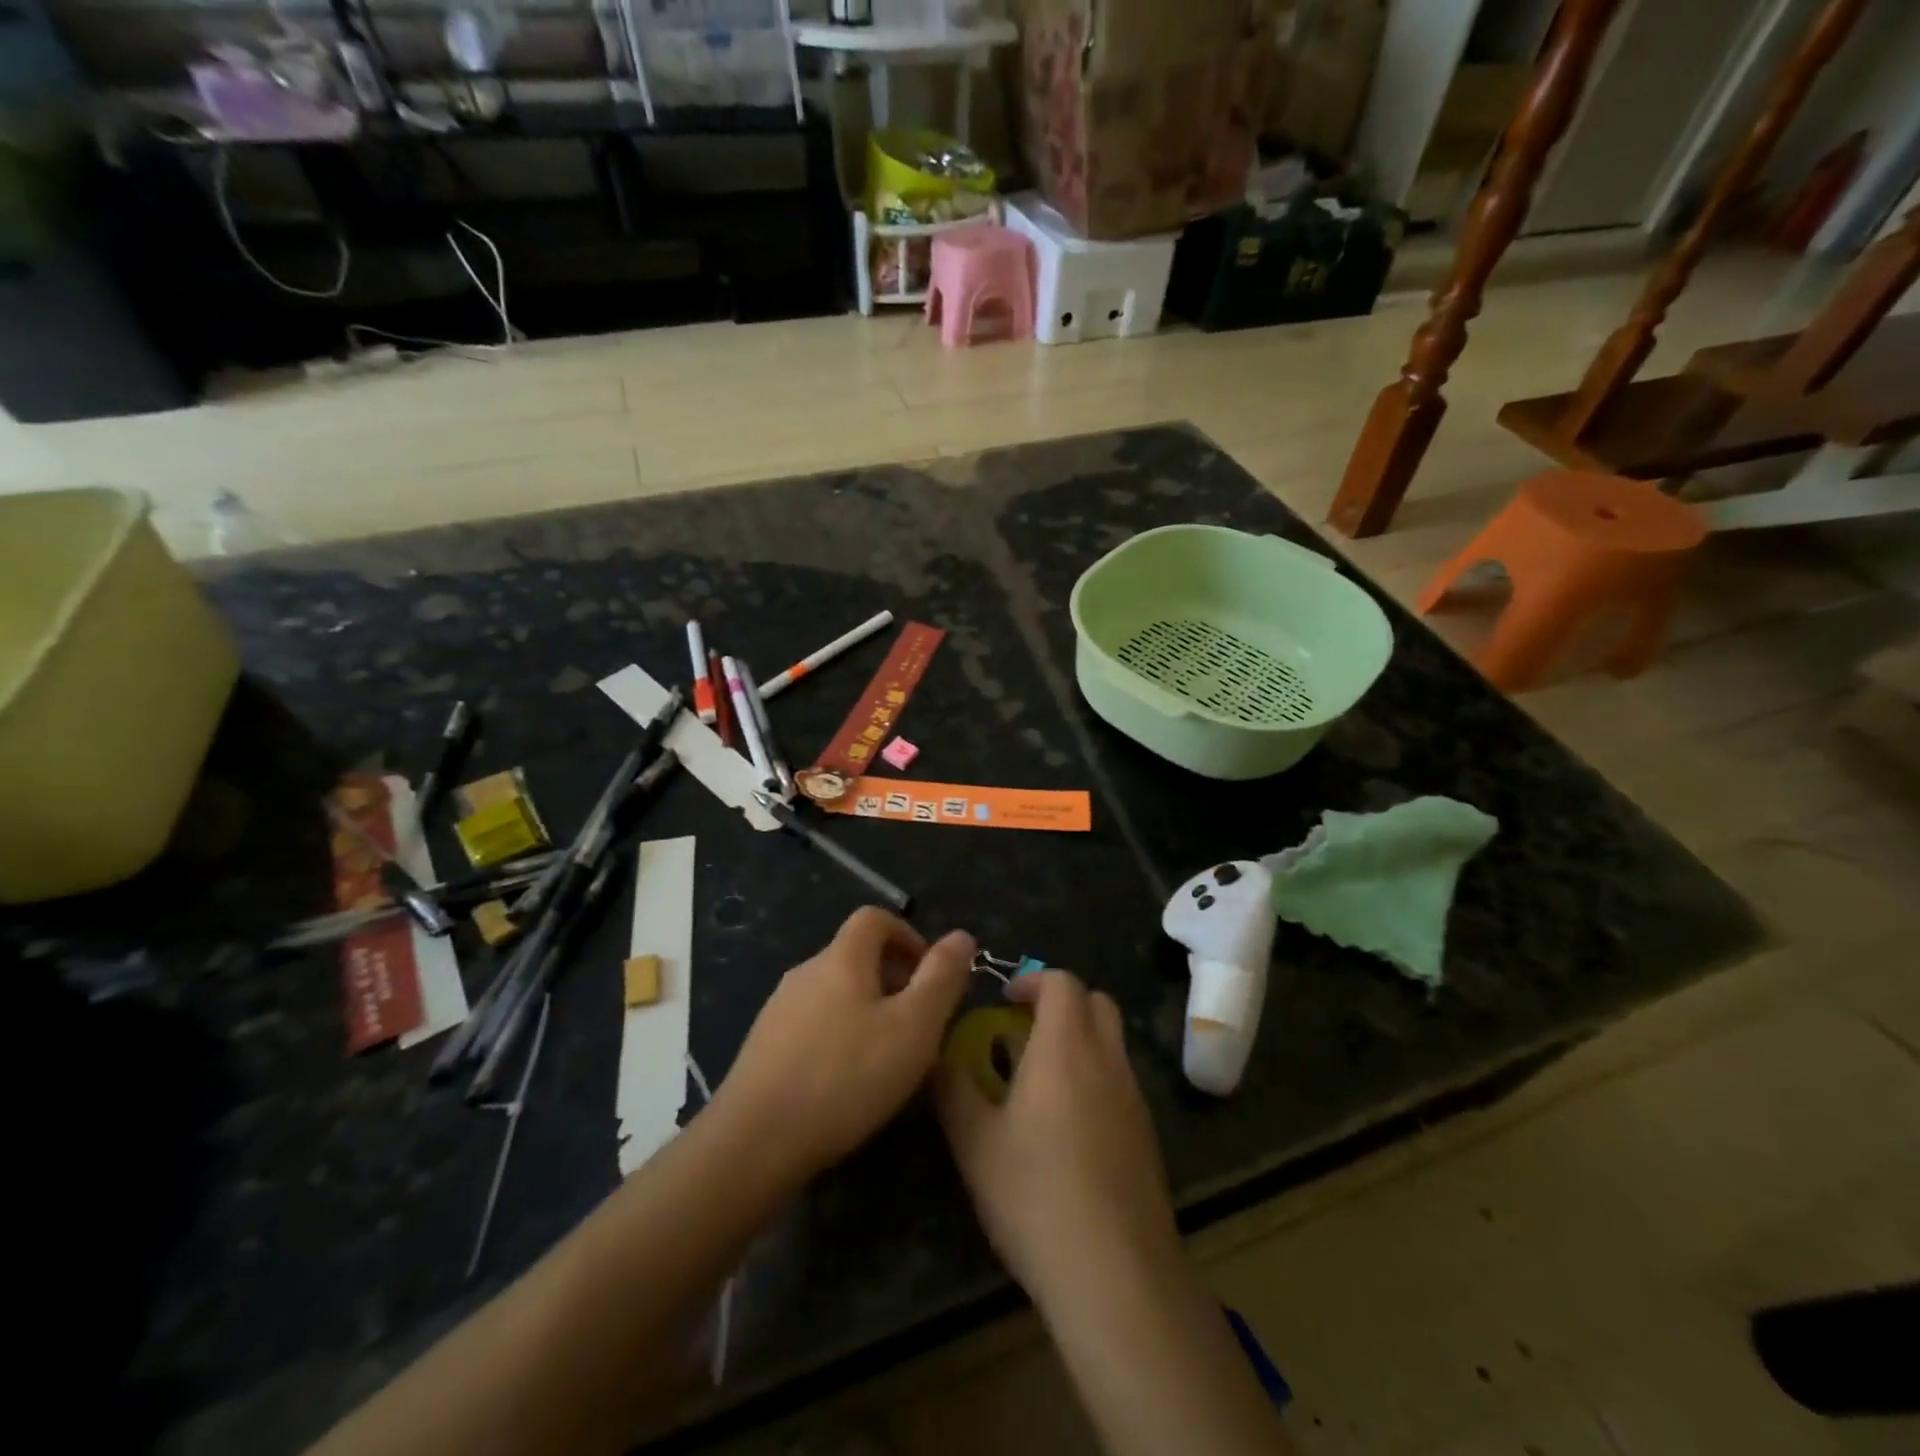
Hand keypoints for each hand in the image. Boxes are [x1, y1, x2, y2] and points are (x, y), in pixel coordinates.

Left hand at [714, 907, 973, 1184]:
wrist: (755, 1141)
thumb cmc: (846, 1076)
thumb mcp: (913, 1027)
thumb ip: (941, 978)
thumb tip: (961, 935)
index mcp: (841, 958)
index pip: (874, 918)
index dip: (908, 935)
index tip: (930, 975)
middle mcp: (805, 972)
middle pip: (855, 955)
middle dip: (893, 978)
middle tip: (918, 1024)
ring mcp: (778, 1009)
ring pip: (834, 992)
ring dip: (867, 1010)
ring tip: (887, 1056)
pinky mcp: (763, 1046)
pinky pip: (812, 1024)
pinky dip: (838, 1036)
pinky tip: (846, 1082)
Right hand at [936, 971, 1179, 1303]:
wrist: (1116, 1274)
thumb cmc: (1036, 1195)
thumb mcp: (975, 1142)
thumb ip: (953, 1088)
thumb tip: (939, 1056)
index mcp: (1066, 1047)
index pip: (1062, 982)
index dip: (1032, 979)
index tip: (1003, 1000)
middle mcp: (1107, 1060)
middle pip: (1097, 1001)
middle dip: (1061, 1002)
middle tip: (1023, 1029)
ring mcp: (1134, 1098)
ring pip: (1111, 1042)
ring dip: (1079, 1039)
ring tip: (1038, 1080)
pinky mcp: (1147, 1135)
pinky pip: (1120, 1080)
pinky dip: (1095, 1076)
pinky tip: (1067, 1127)